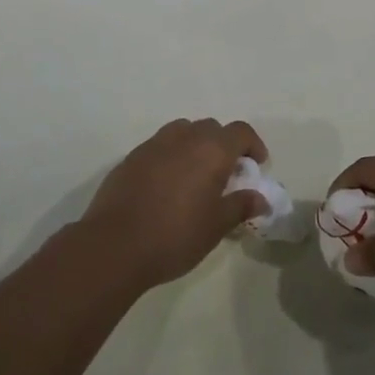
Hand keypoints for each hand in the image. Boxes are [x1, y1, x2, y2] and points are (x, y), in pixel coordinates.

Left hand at [79, 119, 269, 288]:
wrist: (114, 245)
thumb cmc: (175, 235)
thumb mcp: (216, 226)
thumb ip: (240, 206)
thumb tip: (260, 198)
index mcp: (211, 150)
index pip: (240, 132)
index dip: (252, 145)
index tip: (256, 165)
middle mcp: (184, 138)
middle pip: (211, 128)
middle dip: (223, 145)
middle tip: (226, 174)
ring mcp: (154, 144)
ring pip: (183, 132)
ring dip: (195, 145)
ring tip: (195, 176)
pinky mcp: (131, 157)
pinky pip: (159, 147)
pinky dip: (171, 156)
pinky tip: (166, 185)